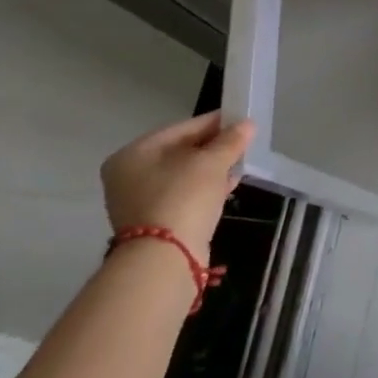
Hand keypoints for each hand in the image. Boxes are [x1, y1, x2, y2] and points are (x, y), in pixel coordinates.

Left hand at [100, 112, 255, 259]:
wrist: (165, 257)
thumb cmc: (183, 197)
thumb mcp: (212, 163)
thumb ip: (230, 141)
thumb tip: (247, 124)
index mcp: (134, 153)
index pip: (181, 128)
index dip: (214, 123)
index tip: (241, 120)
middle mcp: (130, 175)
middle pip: (181, 152)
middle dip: (214, 147)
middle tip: (244, 143)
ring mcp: (140, 200)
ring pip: (184, 175)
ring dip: (212, 168)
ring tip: (241, 163)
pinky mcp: (154, 221)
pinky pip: (184, 195)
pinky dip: (205, 188)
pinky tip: (228, 185)